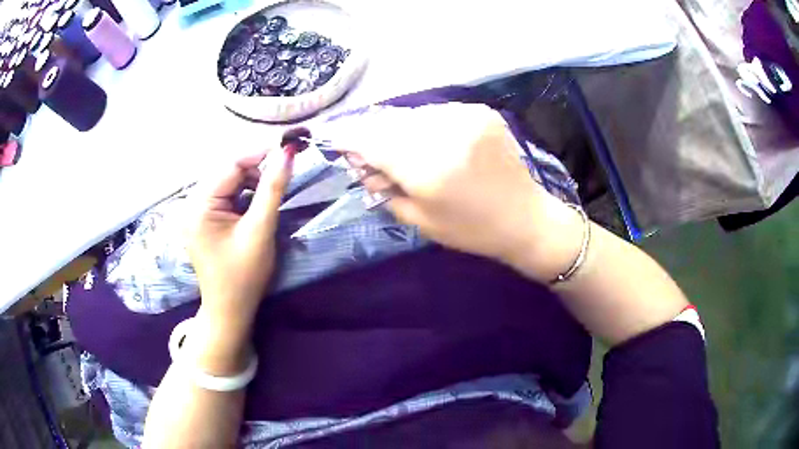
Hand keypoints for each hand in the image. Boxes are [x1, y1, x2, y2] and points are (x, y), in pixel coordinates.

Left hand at [186, 148, 293, 345]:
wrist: (230, 310)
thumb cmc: (244, 275)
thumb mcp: (260, 229)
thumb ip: (272, 189)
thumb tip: (287, 153)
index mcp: (199, 207)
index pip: (229, 166)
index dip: (258, 155)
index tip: (287, 150)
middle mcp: (191, 204)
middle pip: (226, 172)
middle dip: (253, 171)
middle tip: (278, 180)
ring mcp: (194, 213)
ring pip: (225, 183)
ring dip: (248, 183)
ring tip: (265, 200)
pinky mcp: (201, 221)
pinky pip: (222, 197)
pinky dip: (240, 196)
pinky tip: (251, 208)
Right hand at [339, 103, 582, 281]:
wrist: (525, 218)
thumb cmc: (471, 229)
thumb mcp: (420, 219)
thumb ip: (384, 188)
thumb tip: (359, 163)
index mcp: (429, 168)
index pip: (373, 143)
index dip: (349, 140)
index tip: (333, 139)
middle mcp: (445, 133)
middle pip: (389, 123)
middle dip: (372, 134)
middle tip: (365, 148)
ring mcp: (466, 116)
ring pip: (412, 114)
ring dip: (398, 128)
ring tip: (399, 147)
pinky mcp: (481, 111)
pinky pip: (437, 112)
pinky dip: (424, 124)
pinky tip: (429, 140)